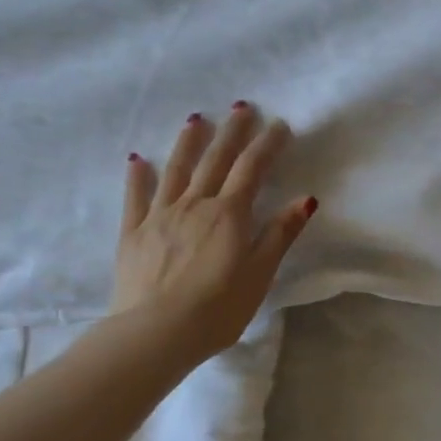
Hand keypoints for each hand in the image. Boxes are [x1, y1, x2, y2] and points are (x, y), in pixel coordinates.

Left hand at [112, 104, 315, 357]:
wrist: (154, 334)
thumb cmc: (217, 309)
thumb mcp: (259, 274)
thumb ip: (280, 234)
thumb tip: (306, 199)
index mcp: (228, 214)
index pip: (252, 169)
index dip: (267, 144)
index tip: (279, 125)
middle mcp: (194, 205)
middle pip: (216, 160)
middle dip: (232, 132)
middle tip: (241, 106)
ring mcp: (160, 216)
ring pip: (176, 170)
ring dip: (188, 143)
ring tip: (196, 119)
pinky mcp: (133, 233)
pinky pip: (135, 198)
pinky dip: (138, 176)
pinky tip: (137, 160)